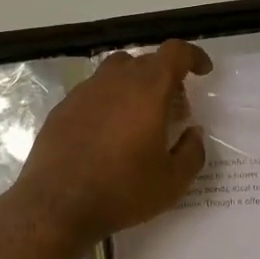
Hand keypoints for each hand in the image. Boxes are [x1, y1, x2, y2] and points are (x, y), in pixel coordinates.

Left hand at [14, 41, 211, 244]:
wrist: (56, 205)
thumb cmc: (122, 191)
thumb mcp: (172, 181)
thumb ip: (192, 152)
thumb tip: (193, 132)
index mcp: (147, 90)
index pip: (175, 53)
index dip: (193, 56)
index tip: (203, 71)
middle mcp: (115, 81)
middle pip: (146, 61)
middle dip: (167, 77)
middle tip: (175, 108)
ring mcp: (85, 91)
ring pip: (117, 71)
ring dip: (136, 85)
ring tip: (141, 117)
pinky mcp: (63, 107)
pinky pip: (94, 91)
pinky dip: (110, 100)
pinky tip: (109, 132)